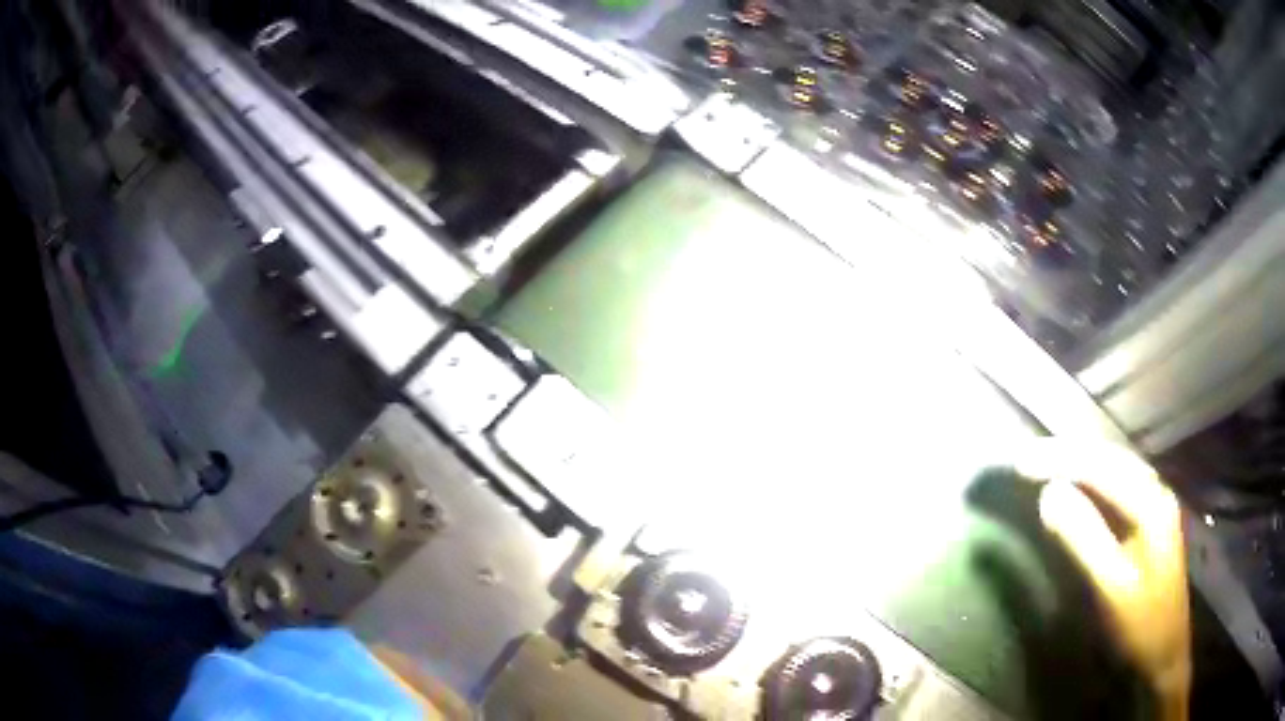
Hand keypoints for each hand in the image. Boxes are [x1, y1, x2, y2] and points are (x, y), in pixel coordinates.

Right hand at [1018, 441, 1190, 720]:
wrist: (1165, 654)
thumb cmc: (1140, 624)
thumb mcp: (1112, 586)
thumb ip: (1084, 537)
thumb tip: (1048, 493)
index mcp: (1152, 503)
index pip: (1102, 467)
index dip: (1060, 460)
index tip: (1021, 464)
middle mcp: (1157, 492)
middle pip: (1110, 458)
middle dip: (1068, 454)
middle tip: (1027, 460)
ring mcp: (1156, 506)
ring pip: (1116, 469)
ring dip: (1080, 462)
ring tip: (1046, 464)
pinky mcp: (1150, 523)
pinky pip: (1119, 487)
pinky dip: (1094, 479)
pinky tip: (1080, 485)